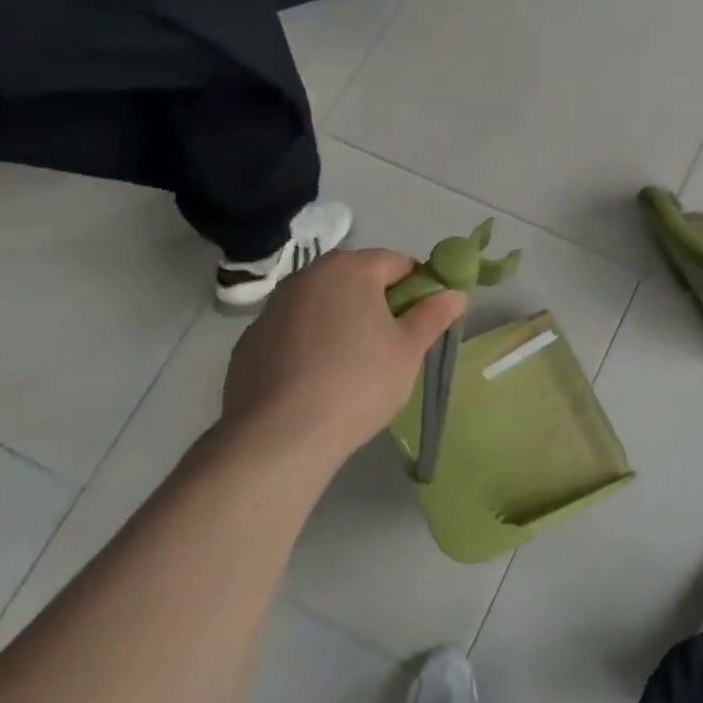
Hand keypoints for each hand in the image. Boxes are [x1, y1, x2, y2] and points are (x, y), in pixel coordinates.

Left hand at [221, 248, 465, 468]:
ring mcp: (272, 309)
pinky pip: (294, 332)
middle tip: (392, 345)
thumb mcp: (409, 349)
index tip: (422, 322)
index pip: (399, 263)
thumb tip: (453, 293)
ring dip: (343, 322)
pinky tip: (317, 382)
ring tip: (353, 367)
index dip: (418, 289)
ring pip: (324, 305)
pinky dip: (310, 345)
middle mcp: (307, 276)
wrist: (277, 439)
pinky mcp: (249, 343)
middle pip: (358, 280)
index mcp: (350, 268)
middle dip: (379, 304)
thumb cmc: (357, 382)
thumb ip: (433, 315)